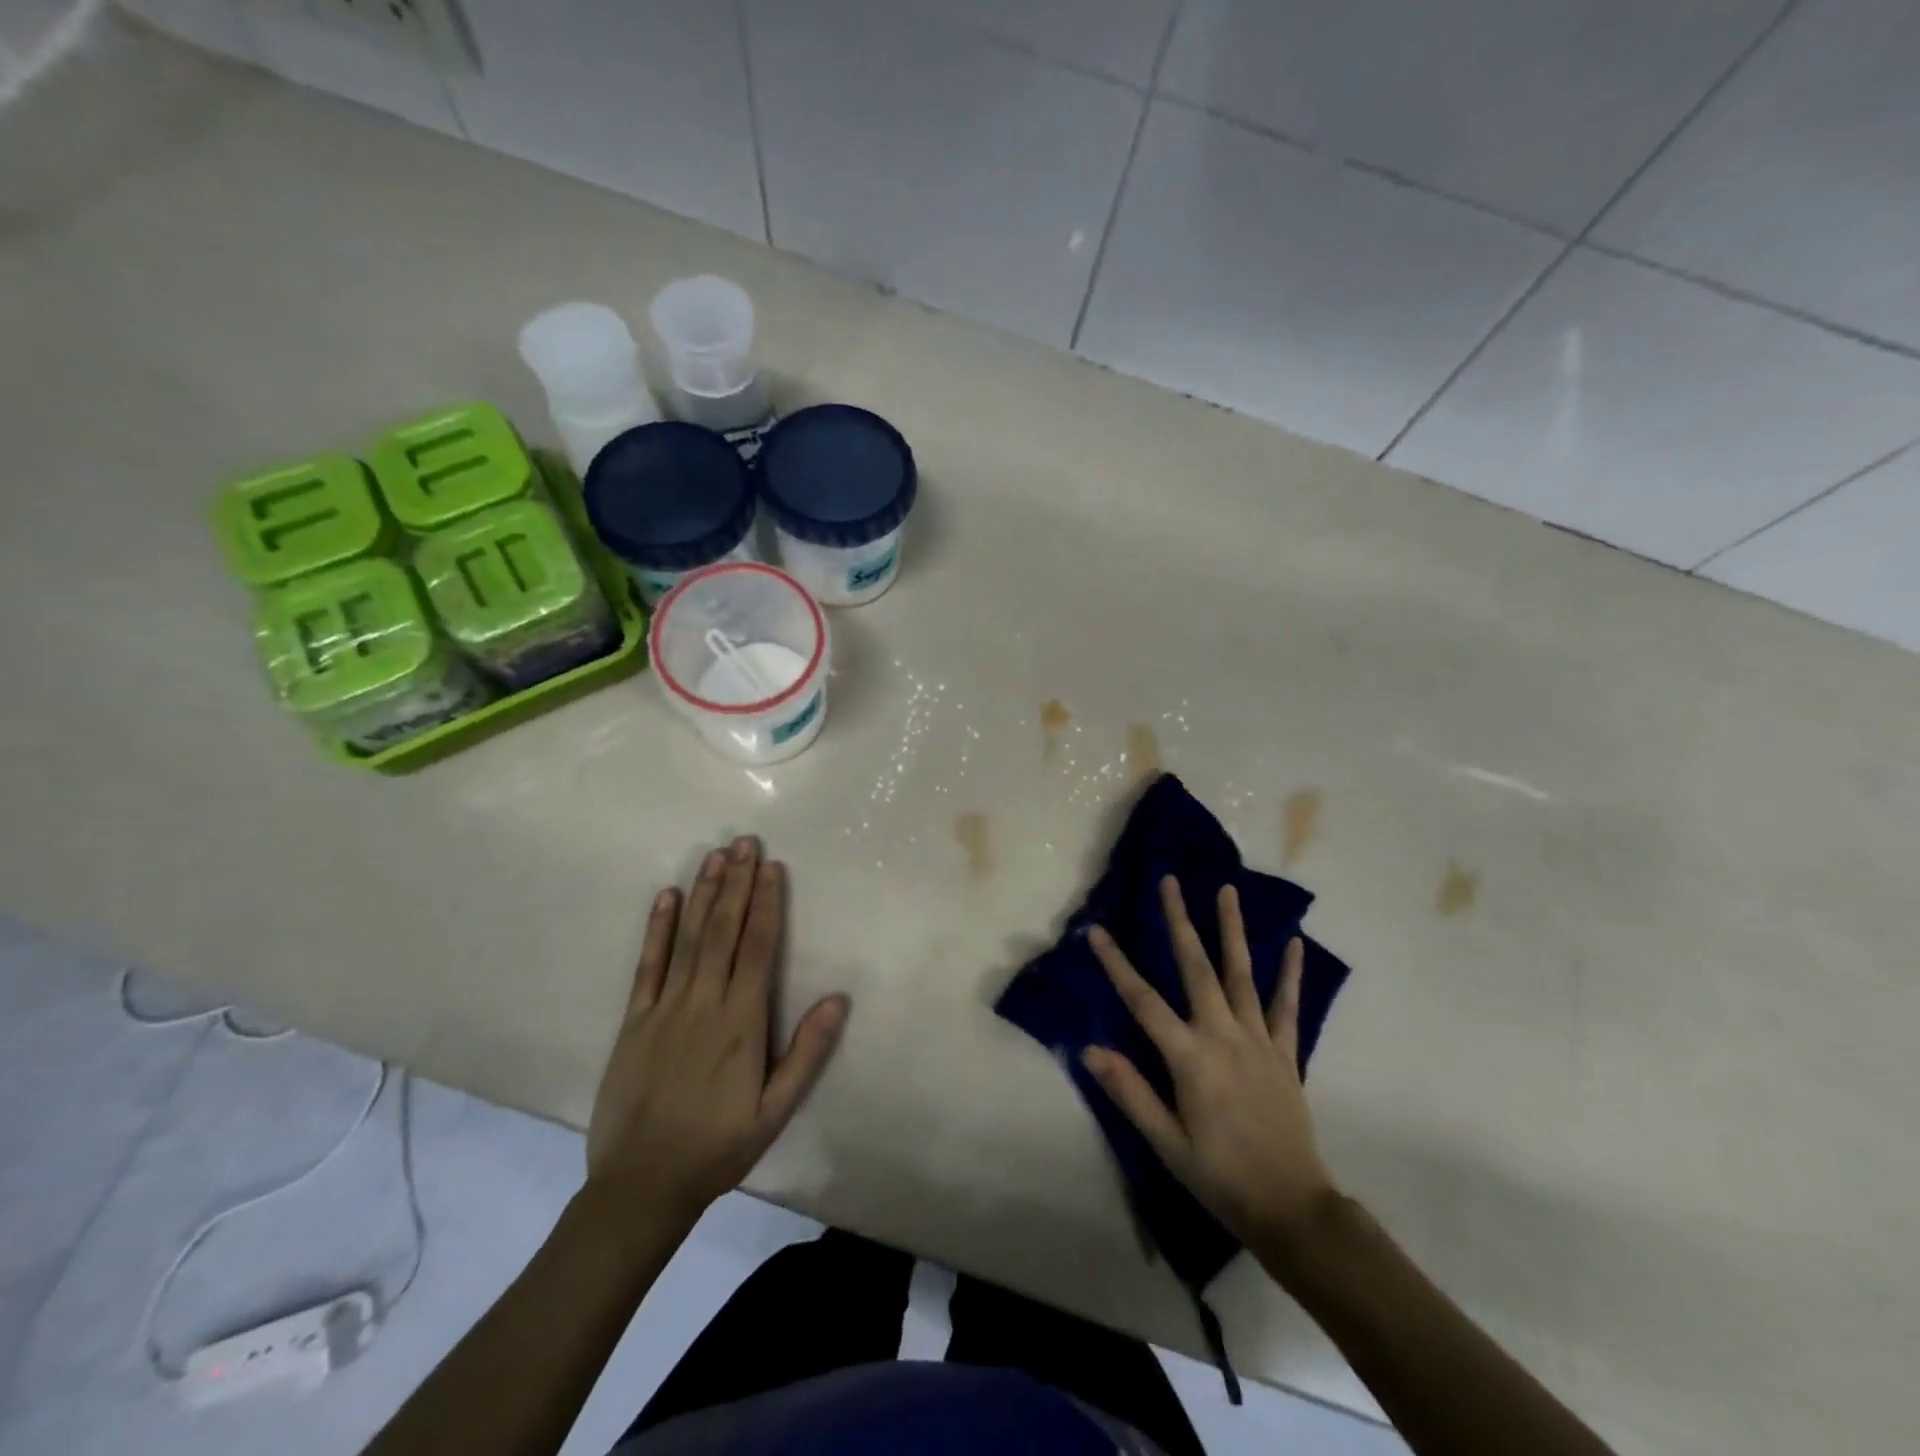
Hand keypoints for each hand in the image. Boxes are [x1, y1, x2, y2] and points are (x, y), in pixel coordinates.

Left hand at [585, 836, 848, 1227]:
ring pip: (688, 938)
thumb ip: (806, 1053)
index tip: (772, 867)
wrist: (641, 1186)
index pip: (757, 948)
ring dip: (703, 894)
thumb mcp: (775, 1111)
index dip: (766, 904)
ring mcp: (664, 1008)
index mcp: (741, 1022)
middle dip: (736, 883)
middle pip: (723, 931)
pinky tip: (666, 897)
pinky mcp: (634, 1021)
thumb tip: (838, 998)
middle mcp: (703, 1003)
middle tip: (744, 841)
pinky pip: (647, 966)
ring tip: (715, 855)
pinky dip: (657, 929)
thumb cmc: (718, 1147)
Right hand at [1082, 876, 1335, 1263]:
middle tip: (1170, 881)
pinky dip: (1289, 974)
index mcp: (1190, 1057)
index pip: (1143, 1001)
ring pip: (1242, 974)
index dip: (1117, 964)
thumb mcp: (1166, 1143)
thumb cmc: (1220, 1176)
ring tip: (1227, 890)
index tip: (1097, 930)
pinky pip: (1288, 1007)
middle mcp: (1223, 1036)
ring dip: (1232, 929)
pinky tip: (1294, 944)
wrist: (1292, 1208)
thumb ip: (1130, 1092)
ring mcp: (1259, 1040)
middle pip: (1196, 968)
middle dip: (1179, 922)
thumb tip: (1090, 1050)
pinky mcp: (1285, 1053)